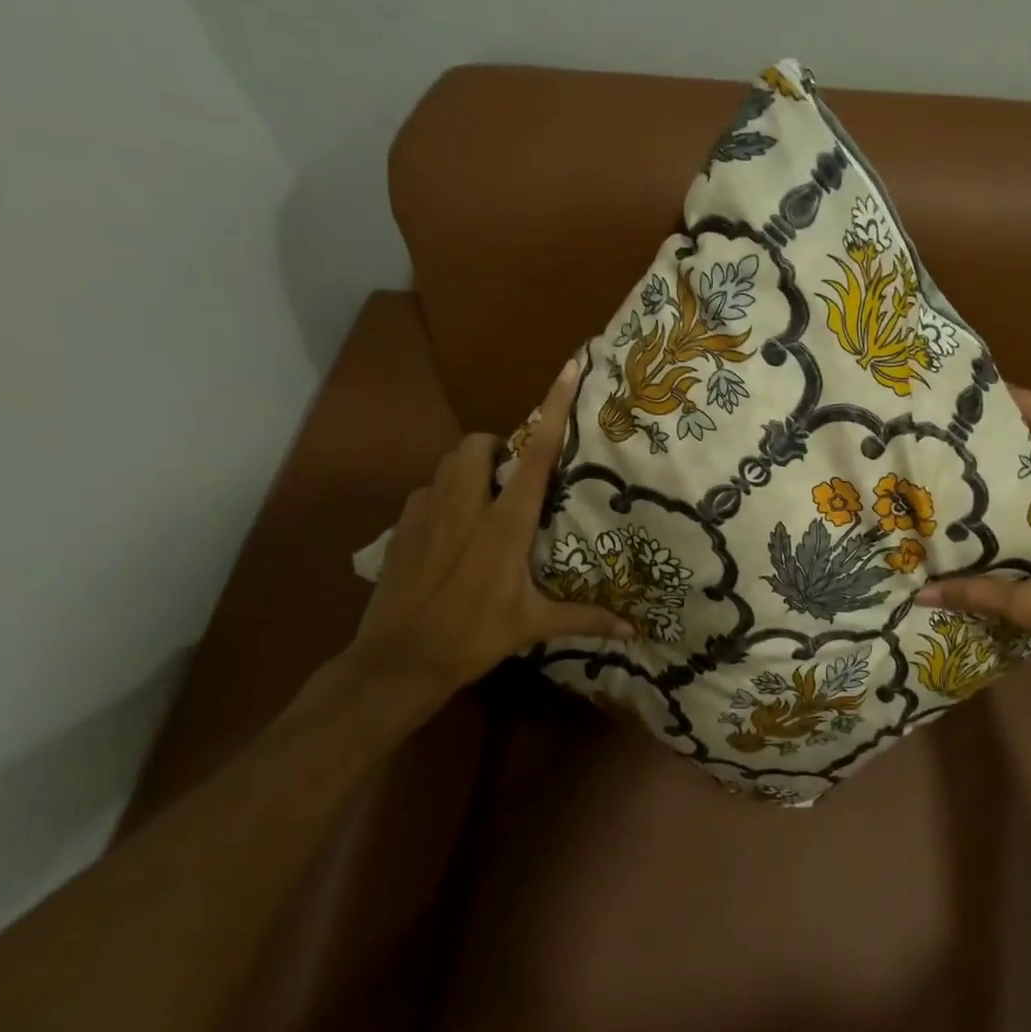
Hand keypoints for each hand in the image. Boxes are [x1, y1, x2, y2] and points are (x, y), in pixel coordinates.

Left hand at [346, 360, 632, 693]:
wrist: (398, 661)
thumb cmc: (473, 637)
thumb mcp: (533, 626)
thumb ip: (584, 619)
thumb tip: (633, 632)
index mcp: (505, 525)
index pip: (534, 457)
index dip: (552, 410)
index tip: (567, 370)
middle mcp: (465, 507)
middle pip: (476, 444)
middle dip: (495, 445)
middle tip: (512, 474)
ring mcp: (426, 514)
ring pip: (446, 464)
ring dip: (468, 468)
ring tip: (483, 497)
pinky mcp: (400, 528)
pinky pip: (424, 493)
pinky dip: (441, 496)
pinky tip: (449, 527)